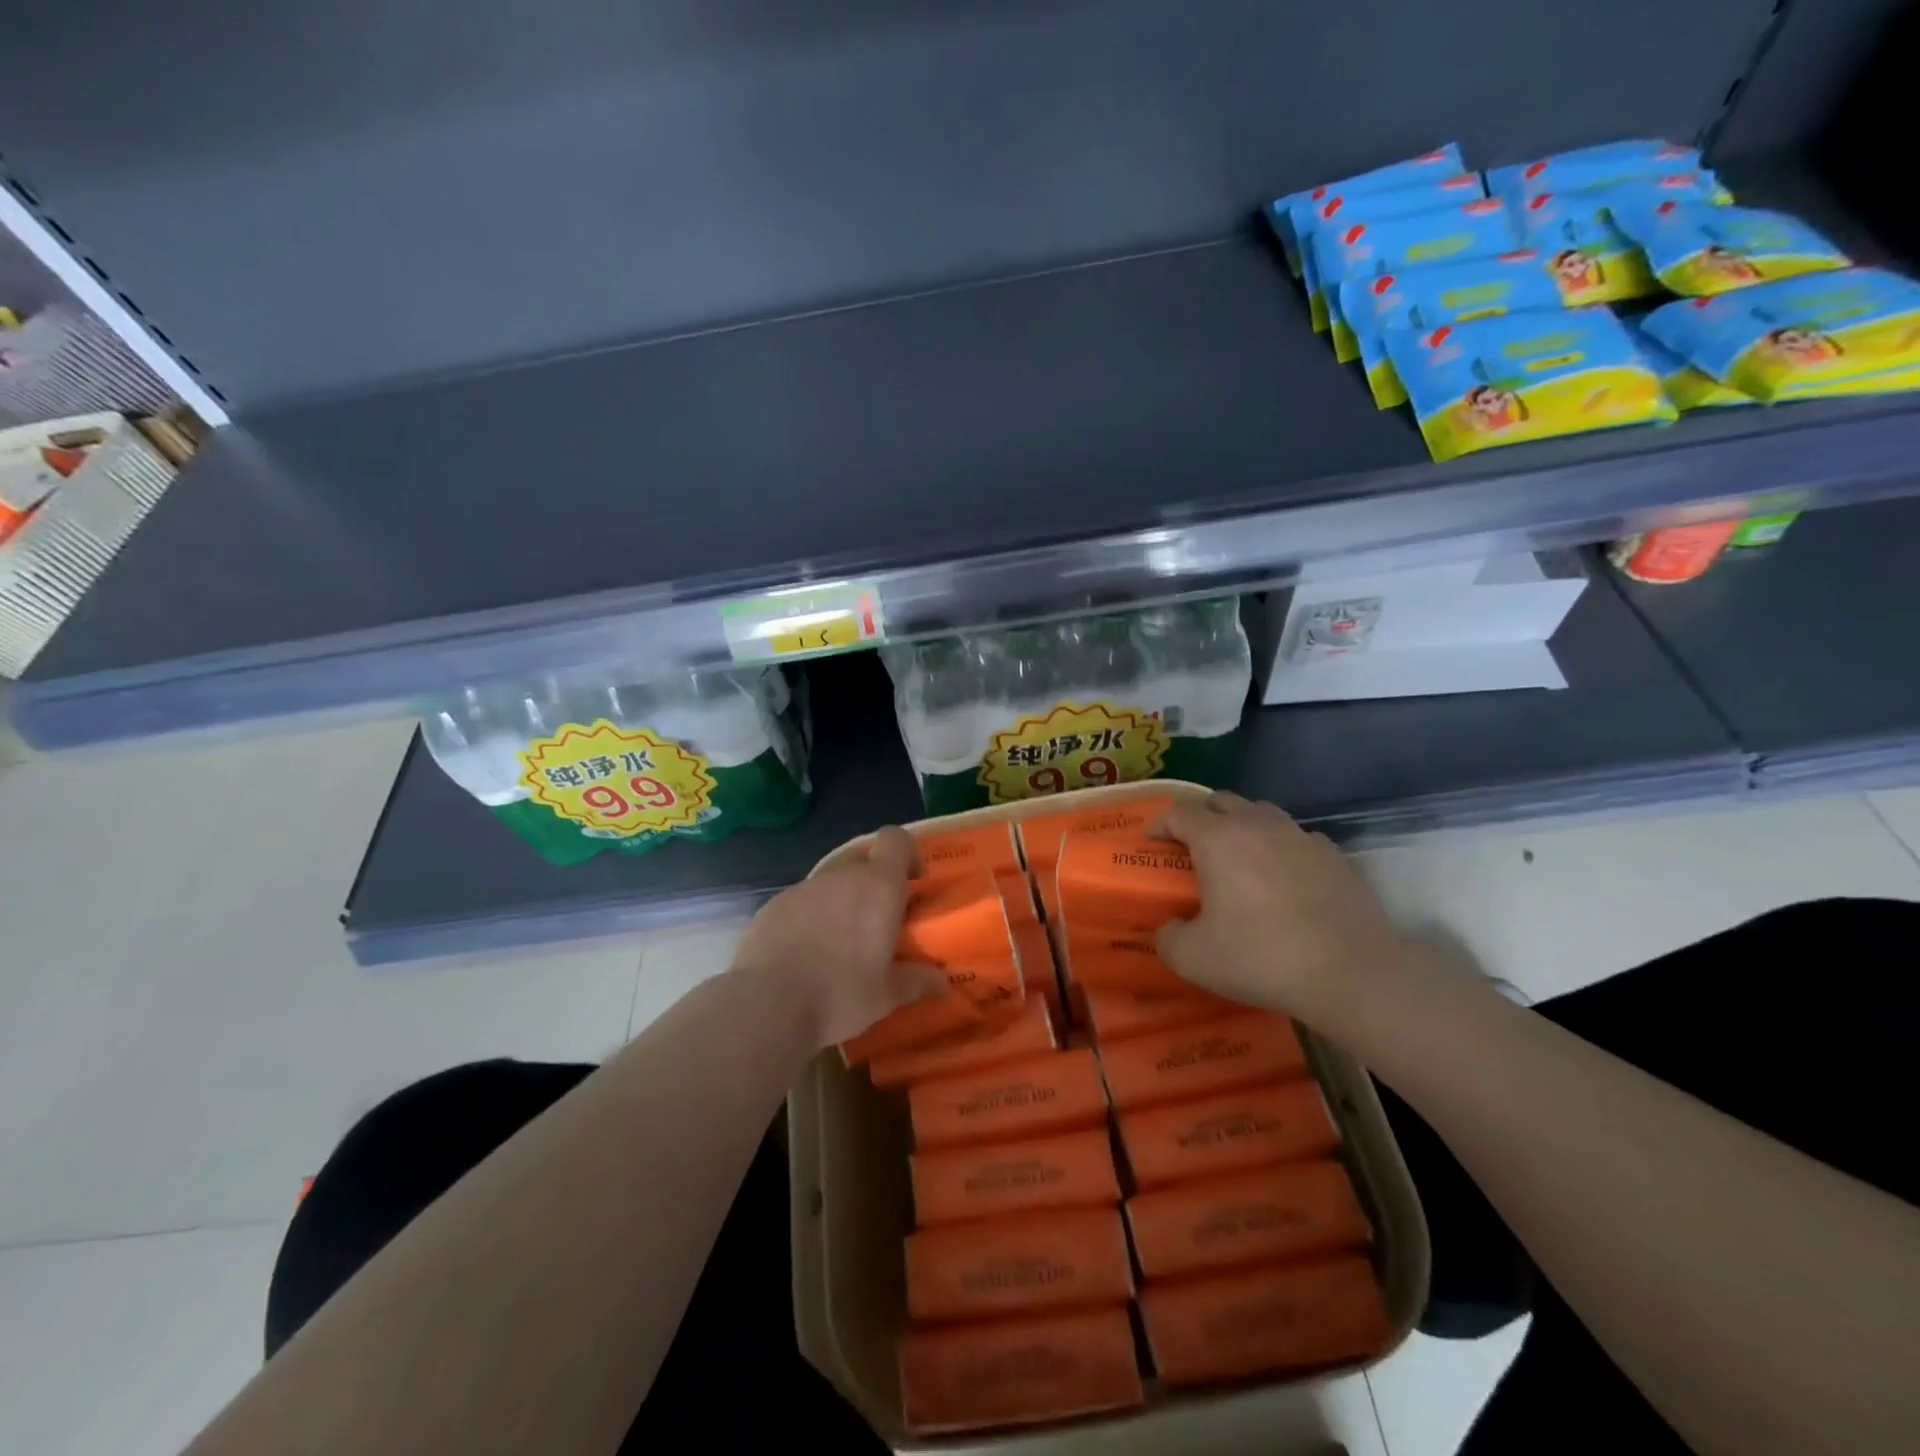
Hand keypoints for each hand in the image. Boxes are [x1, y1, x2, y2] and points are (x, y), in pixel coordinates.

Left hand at [731, 826, 947, 1049]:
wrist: (767, 1005)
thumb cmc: (841, 994)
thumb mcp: (887, 996)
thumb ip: (917, 981)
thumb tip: (941, 983)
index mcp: (878, 886)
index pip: (896, 839)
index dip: (907, 854)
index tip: (912, 882)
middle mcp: (842, 876)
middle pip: (865, 863)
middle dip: (875, 887)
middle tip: (879, 925)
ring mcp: (804, 887)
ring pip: (832, 884)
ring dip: (842, 903)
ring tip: (840, 945)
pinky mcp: (774, 904)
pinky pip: (803, 902)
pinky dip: (811, 918)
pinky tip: (805, 954)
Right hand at [1153, 792, 1423, 1024]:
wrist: (1352, 974)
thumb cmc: (1262, 958)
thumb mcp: (1193, 958)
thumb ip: (1168, 937)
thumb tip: (1172, 927)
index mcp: (1218, 839)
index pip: (1179, 812)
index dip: (1159, 824)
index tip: (1151, 843)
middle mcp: (1259, 825)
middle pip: (1221, 801)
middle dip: (1200, 818)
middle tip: (1191, 848)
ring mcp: (1302, 836)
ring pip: (1261, 813)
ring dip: (1241, 827)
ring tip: (1237, 858)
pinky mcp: (1335, 856)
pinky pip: (1296, 838)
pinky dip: (1280, 848)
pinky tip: (1283, 878)